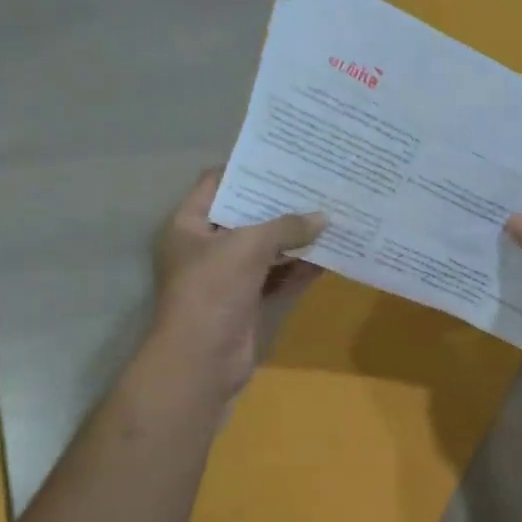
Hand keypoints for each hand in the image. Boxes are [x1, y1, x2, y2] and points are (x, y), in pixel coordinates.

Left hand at [148, 169, 325, 396]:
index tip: (284, 160)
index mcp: (189, 225)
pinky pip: (278, 279)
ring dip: (296, 239)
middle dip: (281, 206)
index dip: (247, 170)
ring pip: (266, 250)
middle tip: (317, 187)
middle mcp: (207, 248)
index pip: (216, 184)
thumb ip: (286, 227)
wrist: (202, 361)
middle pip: (246, 217)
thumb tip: (324, 218)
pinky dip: (300, 269)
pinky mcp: (248, 303)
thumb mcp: (248, 247)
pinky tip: (330, 256)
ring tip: (332, 217)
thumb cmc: (213, 291)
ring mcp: (228, 278)